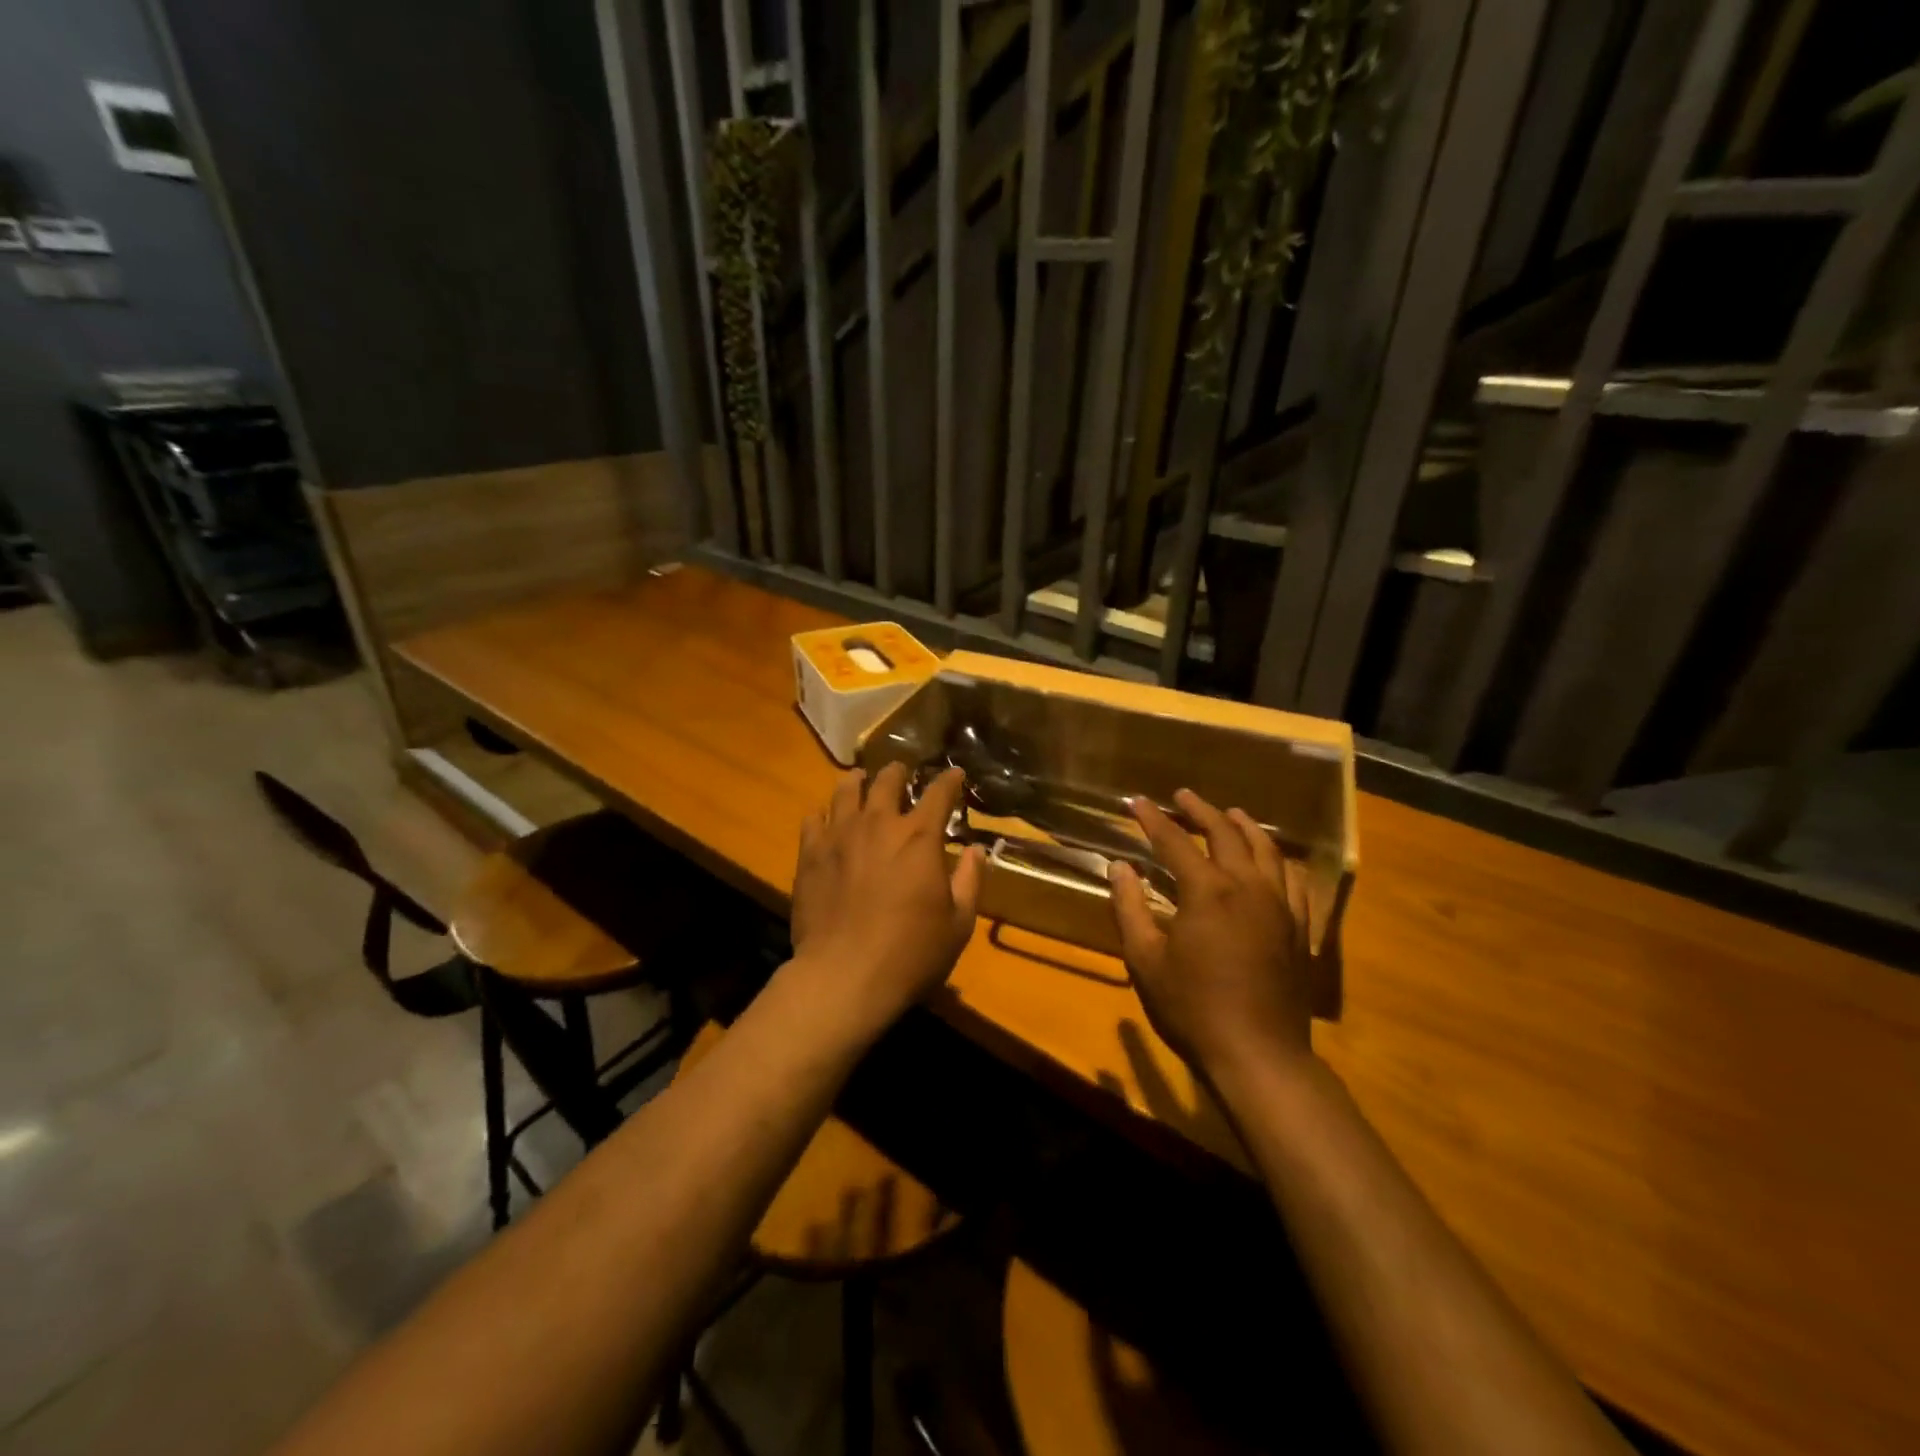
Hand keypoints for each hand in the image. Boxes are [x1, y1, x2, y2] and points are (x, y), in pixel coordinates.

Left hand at [788, 763, 984, 1035]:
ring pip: (846, 790)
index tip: (955, 773)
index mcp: (920, 837)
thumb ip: (969, 881)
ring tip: (860, 780)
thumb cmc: (910, 953)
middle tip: (902, 772)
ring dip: (858, 782)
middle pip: (888, 781)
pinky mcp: (810, 853)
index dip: (950, 780)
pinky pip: (813, 818)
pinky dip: (823, 812)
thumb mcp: (958, 924)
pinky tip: (825, 816)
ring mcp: (840, 835)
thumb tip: (975, 850)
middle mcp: (879, 824)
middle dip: (899, 772)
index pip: (939, 793)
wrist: (843, 976)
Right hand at [1107, 788, 1312, 1080]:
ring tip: (1230, 813)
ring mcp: (1279, 906)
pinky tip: (1271, 859)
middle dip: (1200, 810)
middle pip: (1224, 834)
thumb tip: (1120, 868)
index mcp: (1206, 891)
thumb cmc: (1192, 1008)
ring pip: (1265, 850)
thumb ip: (1129, 908)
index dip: (1152, 818)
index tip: (1135, 802)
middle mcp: (1247, 886)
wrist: (1258, 1055)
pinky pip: (1292, 880)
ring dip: (1244, 826)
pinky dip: (1278, 860)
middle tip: (1182, 795)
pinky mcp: (1298, 928)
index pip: (1174, 841)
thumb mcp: (1145, 960)